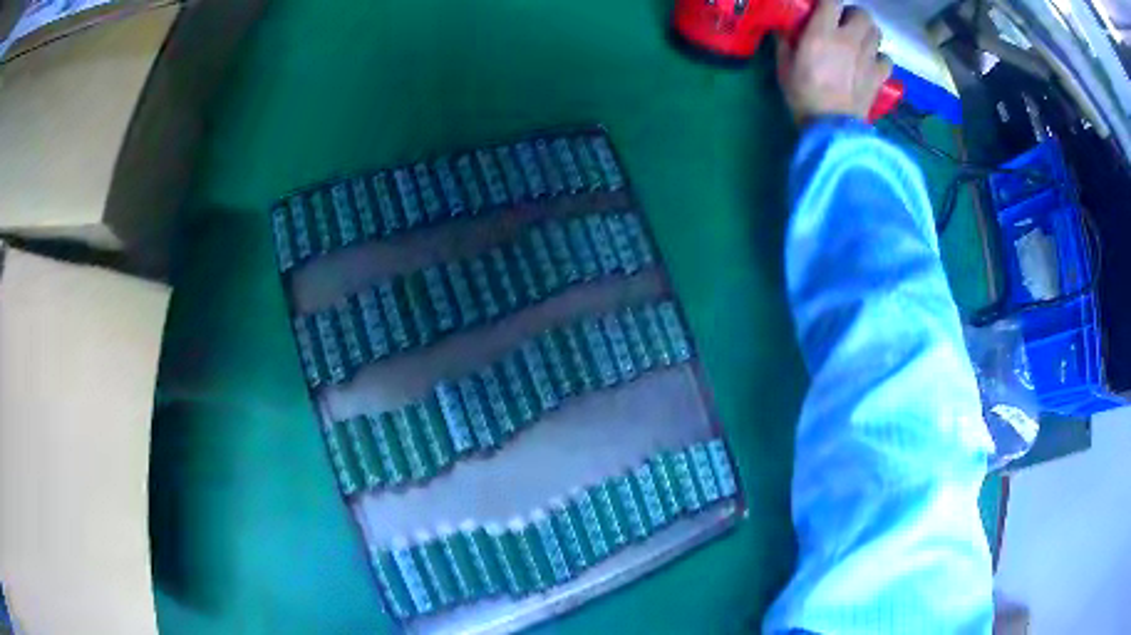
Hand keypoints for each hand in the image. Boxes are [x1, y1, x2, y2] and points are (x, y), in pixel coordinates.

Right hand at [775, 0, 892, 125]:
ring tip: (859, 41)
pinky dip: (880, 58)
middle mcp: (850, 39)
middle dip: (854, 15)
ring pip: (876, 33)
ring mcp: (868, 58)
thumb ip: (786, 42)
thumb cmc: (803, 95)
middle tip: (845, 23)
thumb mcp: (785, 65)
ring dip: (868, 33)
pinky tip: (871, 63)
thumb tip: (785, 29)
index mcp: (823, 32)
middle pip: (862, 13)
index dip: (829, 1)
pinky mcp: (879, 77)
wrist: (831, 128)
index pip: (832, 0)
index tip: (823, 7)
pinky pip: (886, 58)